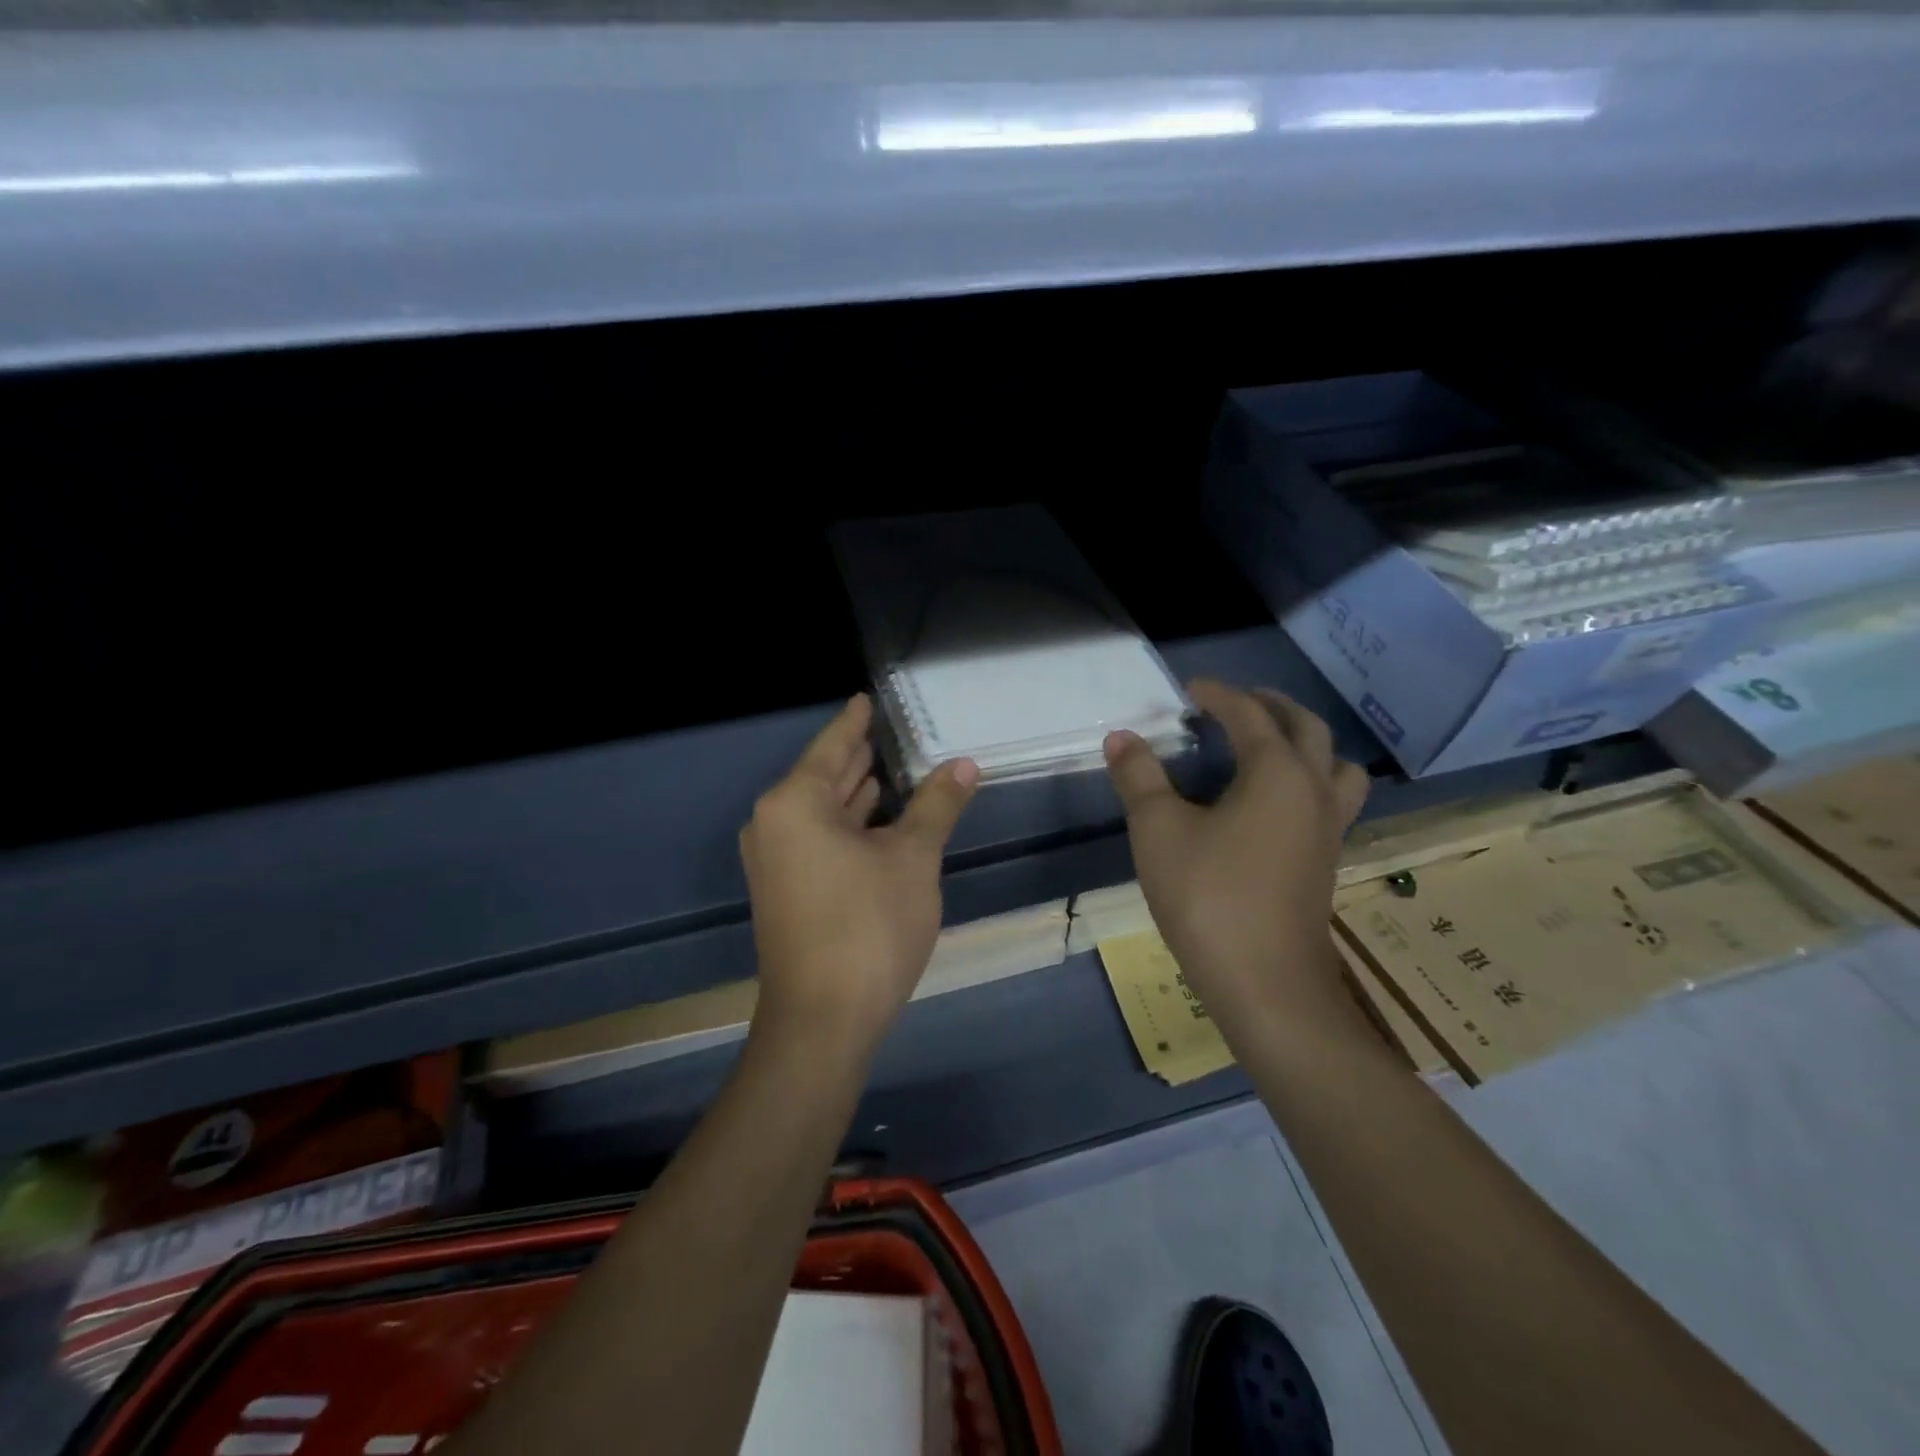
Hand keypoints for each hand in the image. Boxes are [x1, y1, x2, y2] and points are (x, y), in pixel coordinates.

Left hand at [741, 695, 978, 1056]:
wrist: (823, 1021)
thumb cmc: (868, 927)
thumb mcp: (913, 859)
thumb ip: (936, 805)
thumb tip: (963, 764)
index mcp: (795, 803)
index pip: (832, 745)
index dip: (855, 721)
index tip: (867, 699)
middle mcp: (774, 824)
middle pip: (823, 776)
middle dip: (858, 757)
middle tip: (892, 732)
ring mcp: (776, 860)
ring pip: (821, 812)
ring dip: (856, 794)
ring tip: (890, 769)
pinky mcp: (786, 891)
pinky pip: (818, 839)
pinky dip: (848, 825)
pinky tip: (877, 821)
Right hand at [1104, 679, 1367, 1026]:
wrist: (1266, 984)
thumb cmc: (1209, 897)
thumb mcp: (1158, 831)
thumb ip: (1139, 777)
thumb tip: (1121, 737)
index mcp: (1276, 772)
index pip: (1249, 714)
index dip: (1218, 694)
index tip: (1190, 688)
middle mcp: (1313, 790)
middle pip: (1307, 728)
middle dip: (1270, 706)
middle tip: (1234, 704)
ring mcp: (1329, 829)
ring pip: (1334, 765)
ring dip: (1305, 743)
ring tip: (1269, 748)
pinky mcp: (1327, 862)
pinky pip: (1330, 799)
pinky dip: (1309, 780)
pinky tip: (1274, 805)